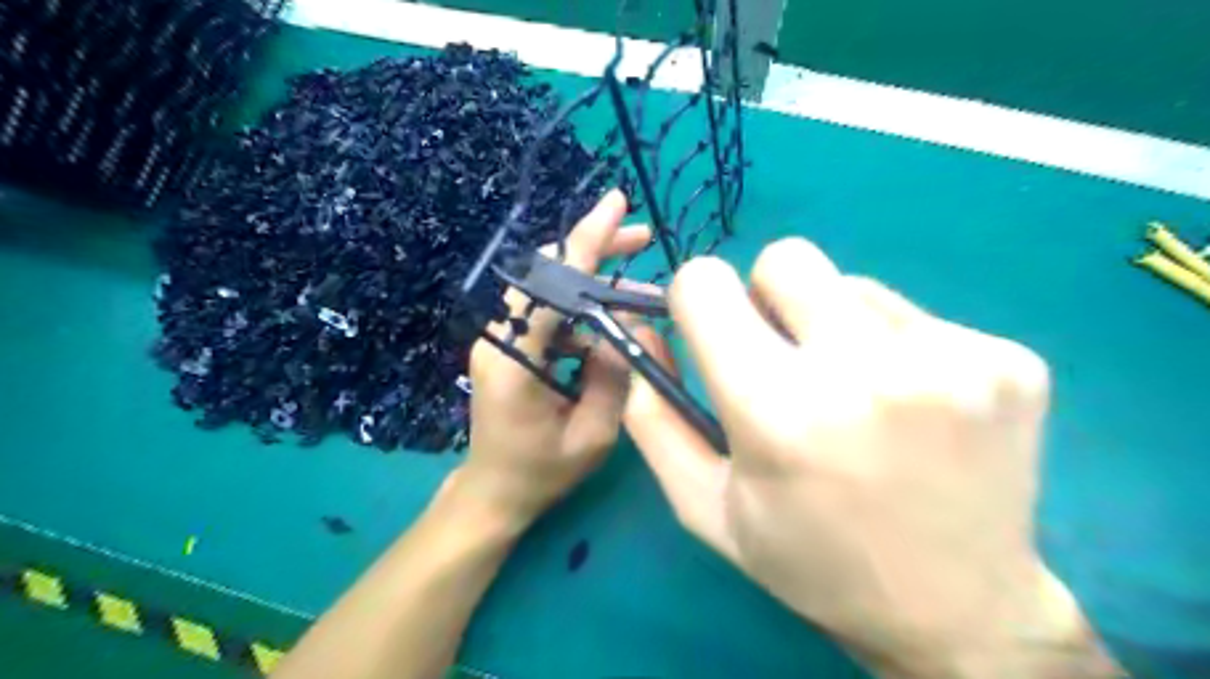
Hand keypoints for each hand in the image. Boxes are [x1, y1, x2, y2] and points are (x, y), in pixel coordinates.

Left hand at [460, 191, 656, 529]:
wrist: (494, 492)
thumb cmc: (542, 471)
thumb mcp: (593, 434)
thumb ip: (612, 377)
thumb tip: (628, 326)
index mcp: (514, 359)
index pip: (553, 284)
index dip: (587, 241)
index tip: (617, 203)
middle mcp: (500, 337)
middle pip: (548, 273)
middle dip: (595, 249)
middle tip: (641, 237)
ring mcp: (501, 339)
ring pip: (549, 287)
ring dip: (593, 278)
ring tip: (639, 281)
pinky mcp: (509, 345)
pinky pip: (548, 310)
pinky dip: (582, 304)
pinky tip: (612, 315)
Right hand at [628, 238, 1119, 677]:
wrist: (958, 614)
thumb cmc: (811, 562)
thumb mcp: (705, 506)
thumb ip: (653, 416)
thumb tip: (646, 331)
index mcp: (778, 412)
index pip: (705, 283)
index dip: (695, 298)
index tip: (712, 329)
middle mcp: (867, 372)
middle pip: (785, 258)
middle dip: (766, 297)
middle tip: (785, 360)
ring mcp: (953, 361)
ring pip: (851, 283)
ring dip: (834, 325)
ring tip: (856, 397)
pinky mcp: (1010, 361)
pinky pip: (914, 314)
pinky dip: (894, 347)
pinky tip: (912, 409)